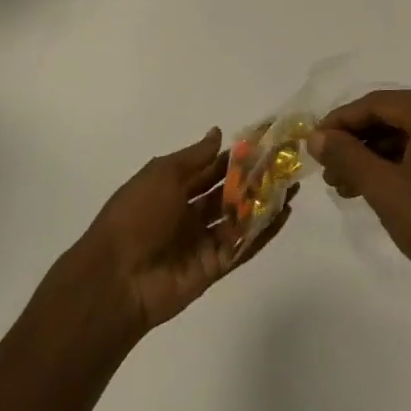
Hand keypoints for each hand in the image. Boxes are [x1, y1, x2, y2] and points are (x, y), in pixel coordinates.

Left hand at [75, 127, 290, 337]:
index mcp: (172, 189)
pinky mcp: (214, 266)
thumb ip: (195, 156)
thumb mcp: (162, 175)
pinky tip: (284, 214)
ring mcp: (202, 241)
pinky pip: (242, 246)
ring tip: (294, 185)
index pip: (211, 168)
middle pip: (228, 193)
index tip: (265, 142)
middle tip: (287, 162)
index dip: (236, 156)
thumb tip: (218, 133)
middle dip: (255, 178)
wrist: (116, 278)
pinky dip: (263, 232)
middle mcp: (188, 213)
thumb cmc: (136, 215)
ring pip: (239, 218)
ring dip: (264, 202)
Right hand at [310, 90, 410, 309]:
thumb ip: (347, 156)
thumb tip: (315, 136)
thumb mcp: (385, 189)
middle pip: (392, 116)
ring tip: (343, 184)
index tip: (312, 142)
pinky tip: (371, 186)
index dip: (340, 122)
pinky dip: (397, 164)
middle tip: (326, 168)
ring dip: (373, 156)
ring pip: (407, 135)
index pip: (377, 104)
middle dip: (356, 142)